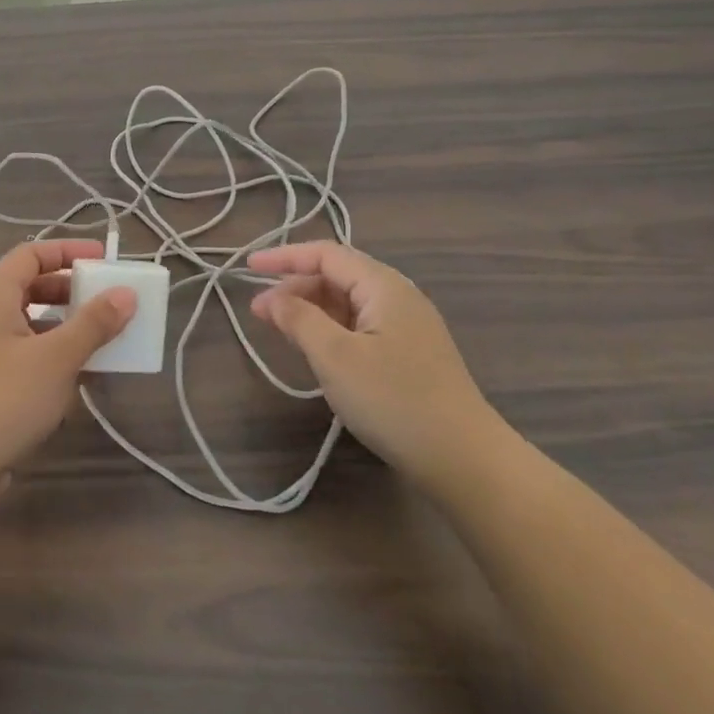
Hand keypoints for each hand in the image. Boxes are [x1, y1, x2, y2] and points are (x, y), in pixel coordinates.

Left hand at [0, 240, 135, 501]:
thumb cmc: (2, 398)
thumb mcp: (56, 358)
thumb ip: (94, 324)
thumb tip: (126, 294)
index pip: (31, 254)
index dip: (68, 251)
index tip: (104, 259)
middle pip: (30, 288)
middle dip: (71, 292)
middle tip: (107, 302)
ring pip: (29, 325)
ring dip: (65, 327)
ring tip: (101, 341)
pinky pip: (24, 355)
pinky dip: (51, 356)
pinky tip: (78, 379)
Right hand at [248, 242, 507, 487]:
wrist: (464, 459)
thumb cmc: (394, 399)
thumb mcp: (335, 357)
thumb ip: (299, 319)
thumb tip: (272, 297)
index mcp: (383, 286)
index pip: (326, 254)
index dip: (284, 256)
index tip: (248, 267)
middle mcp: (398, 297)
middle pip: (338, 276)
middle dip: (294, 287)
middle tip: (258, 312)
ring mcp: (407, 327)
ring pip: (348, 303)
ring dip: (310, 309)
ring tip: (279, 329)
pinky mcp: (409, 355)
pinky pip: (360, 326)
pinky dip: (330, 329)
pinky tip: (315, 350)